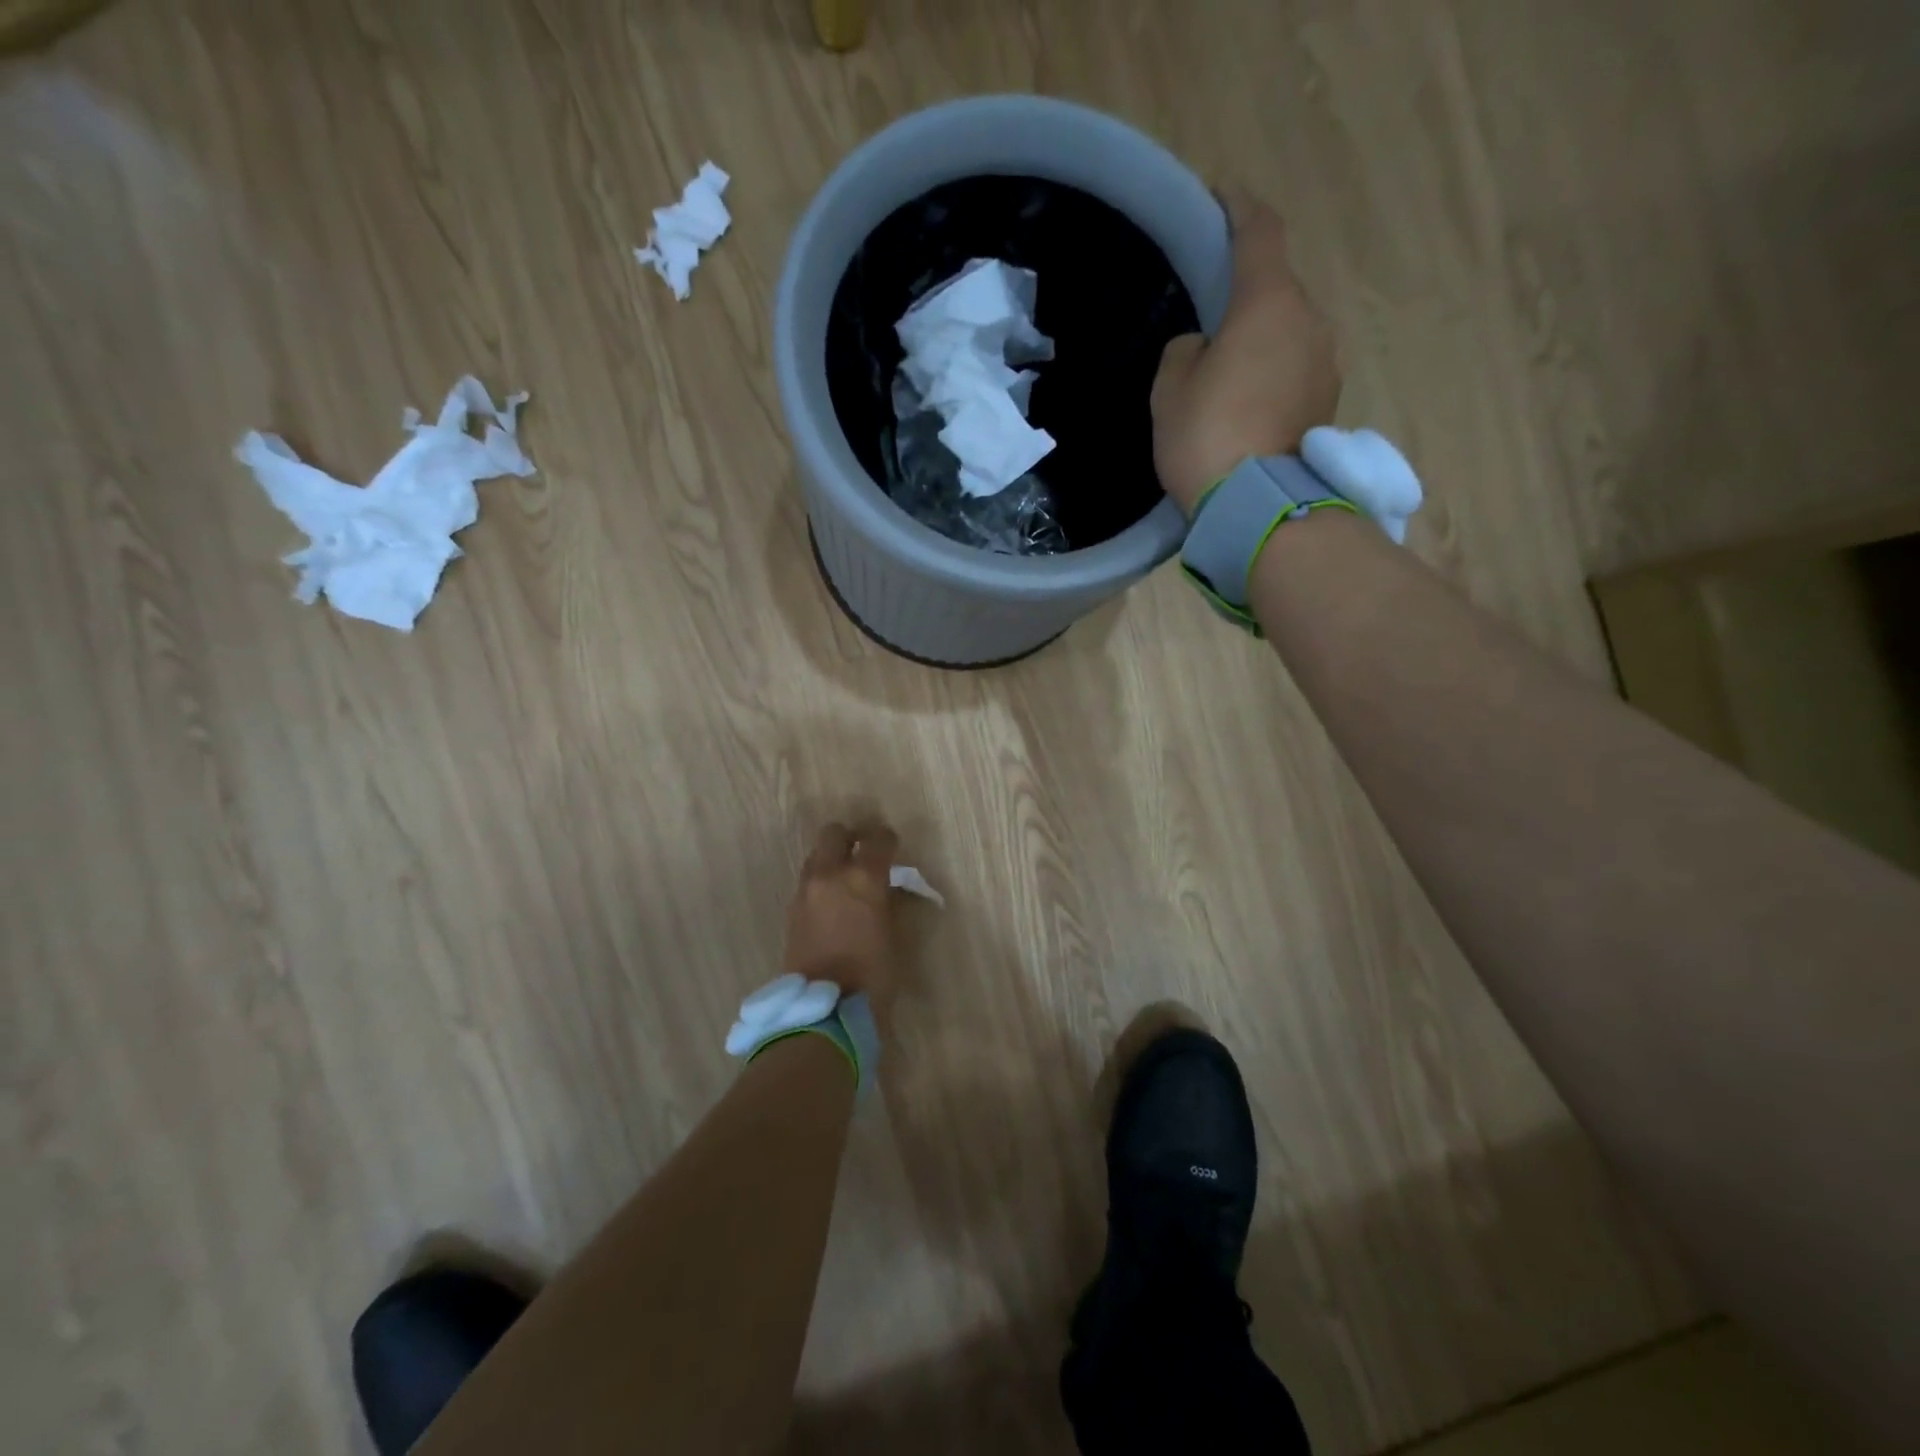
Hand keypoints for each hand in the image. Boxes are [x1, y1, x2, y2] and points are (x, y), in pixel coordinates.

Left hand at [782, 823, 902, 1017]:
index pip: (878, 839)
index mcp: (863, 877)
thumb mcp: (896, 935)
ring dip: (831, 859)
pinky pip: (807, 880)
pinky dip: (820, 881)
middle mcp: (830, 874)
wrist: (823, 1009)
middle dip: (851, 838)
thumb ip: (891, 902)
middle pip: (834, 833)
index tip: (894, 850)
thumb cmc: (873, 975)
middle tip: (864, 855)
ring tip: (846, 881)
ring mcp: (806, 891)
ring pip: (816, 855)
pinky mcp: (791, 909)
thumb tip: (889, 888)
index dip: (888, 841)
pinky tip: (832, 903)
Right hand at [1151, 189, 1341, 512]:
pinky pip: (1296, 372)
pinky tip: (1248, 408)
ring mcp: (1326, 364)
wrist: (1256, 505)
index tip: (1222, 199)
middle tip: (1211, 327)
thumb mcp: (1170, 388)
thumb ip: (1186, 350)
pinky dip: (1273, 378)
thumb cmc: (1205, 436)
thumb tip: (1206, 347)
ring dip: (1262, 345)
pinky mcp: (1328, 403)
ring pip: (1289, 335)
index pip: (1259, 233)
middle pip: (1276, 292)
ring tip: (1228, 380)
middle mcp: (1309, 321)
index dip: (1239, 209)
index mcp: (1268, 303)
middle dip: (1246, 300)